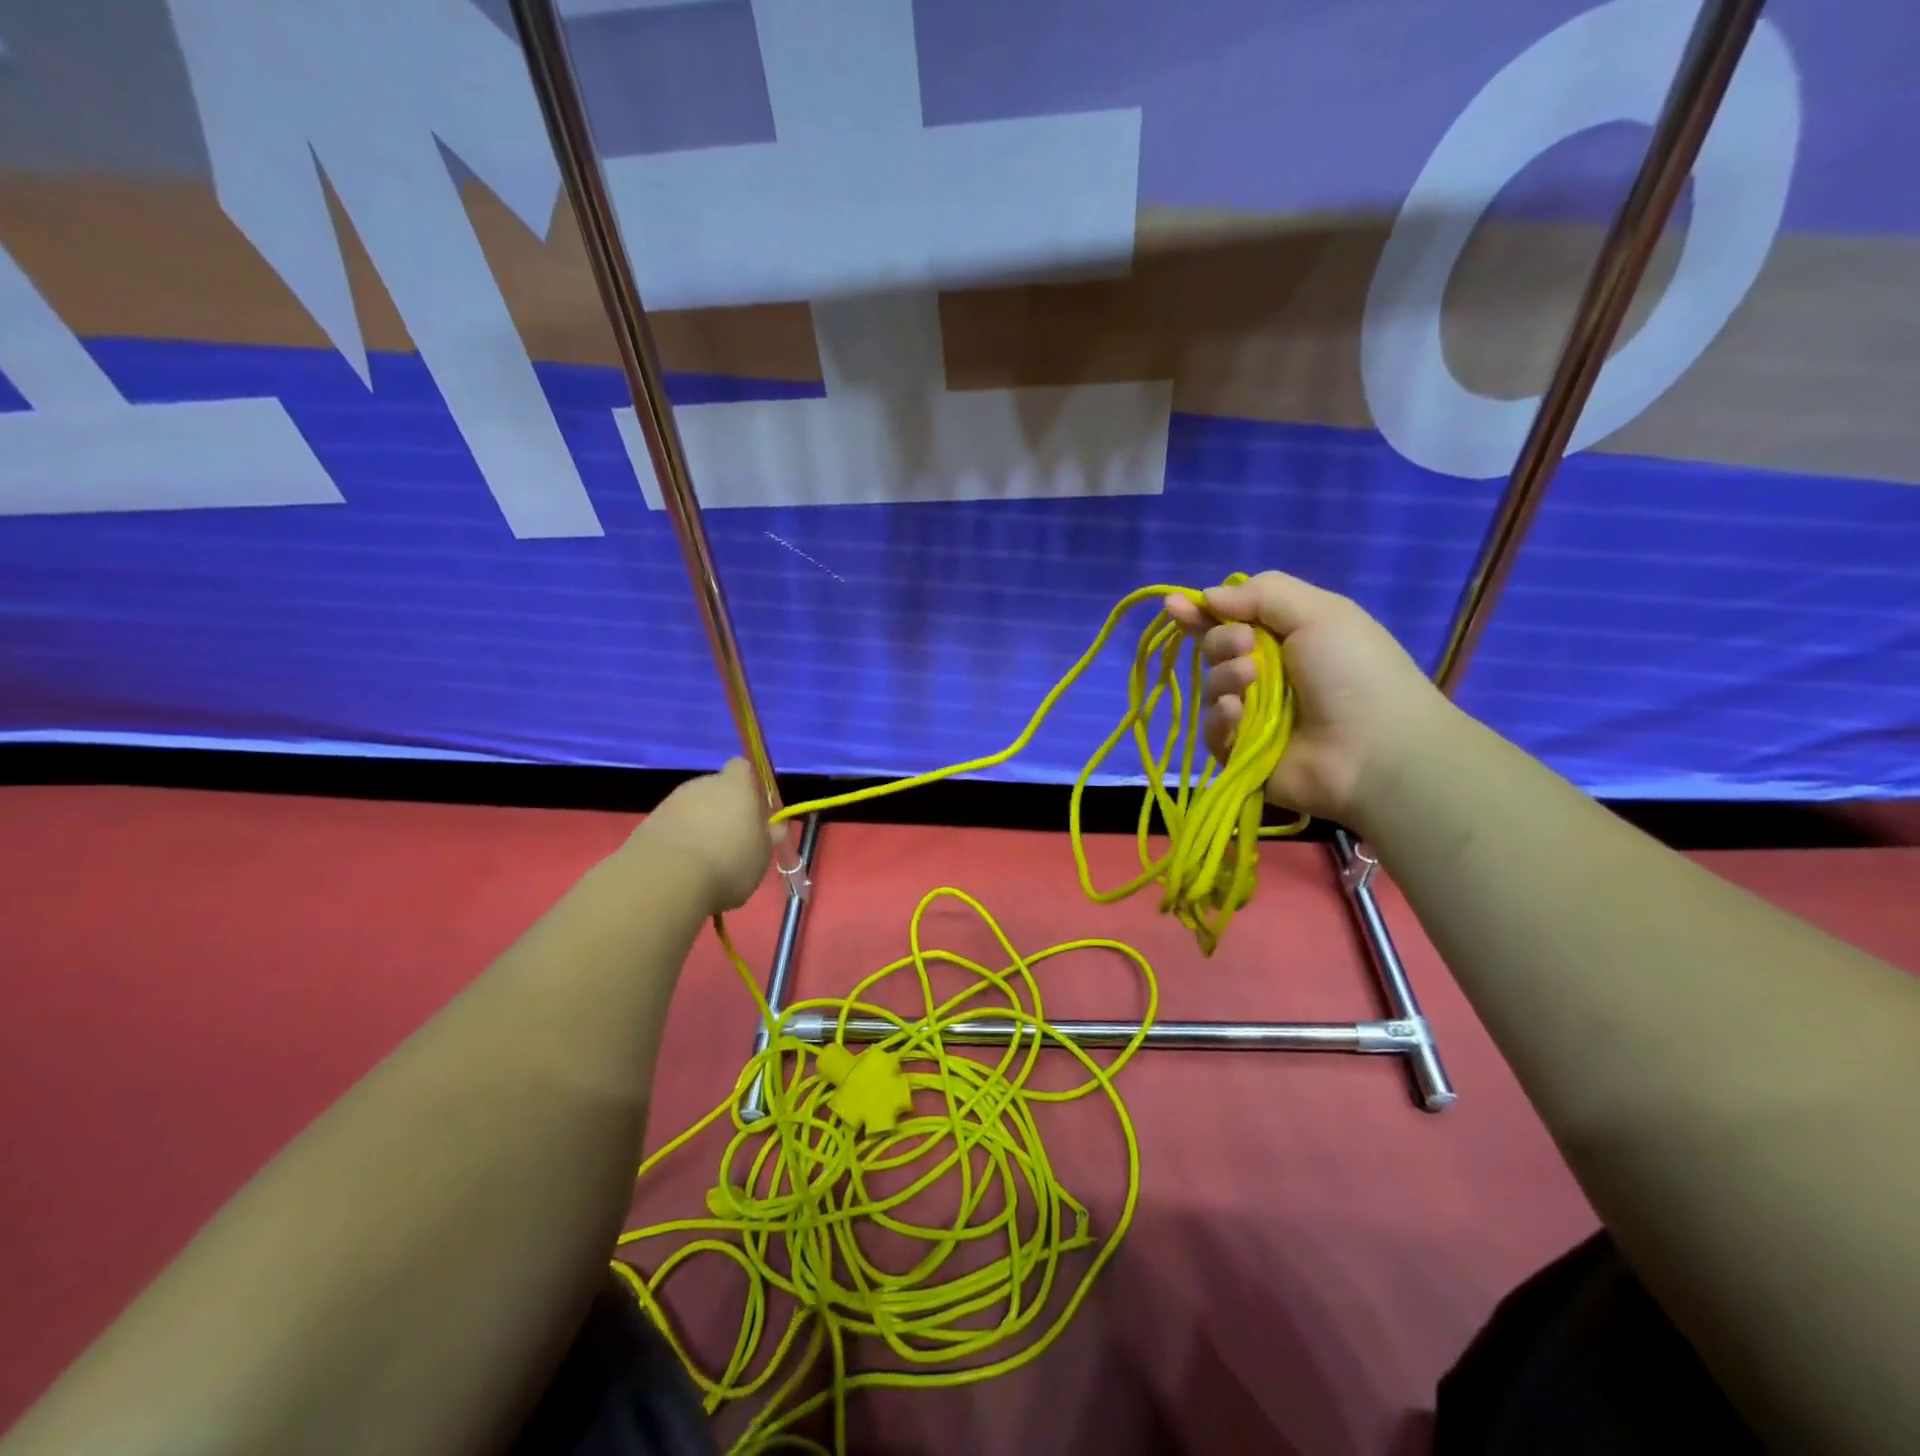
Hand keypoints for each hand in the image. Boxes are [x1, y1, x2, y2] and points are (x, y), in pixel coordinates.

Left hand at [639, 759, 775, 911]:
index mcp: (735, 786)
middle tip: (732, 842)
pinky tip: (682, 868)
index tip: (754, 811)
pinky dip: (678, 840)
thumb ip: (767, 837)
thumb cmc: (728, 862)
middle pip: (716, 789)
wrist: (665, 879)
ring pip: (692, 809)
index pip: (742, 768)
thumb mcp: (762, 856)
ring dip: (699, 826)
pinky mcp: (648, 823)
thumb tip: (775, 827)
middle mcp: (702, 785)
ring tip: (705, 861)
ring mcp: (672, 802)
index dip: (749, 786)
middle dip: (723, 810)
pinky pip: (672, 827)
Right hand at [1164, 572, 1454, 832]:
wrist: (1374, 749)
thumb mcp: (1319, 613)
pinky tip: (1238, 714)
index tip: (1175, 605)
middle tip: (1245, 647)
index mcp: (1287, 639)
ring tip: (1251, 682)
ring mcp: (1252, 716)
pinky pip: (1212, 730)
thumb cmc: (1353, 672)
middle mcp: (1266, 674)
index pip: (1232, 619)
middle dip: (1221, 643)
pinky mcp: (1240, 752)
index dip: (1202, 612)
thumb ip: (1262, 594)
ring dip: (1224, 678)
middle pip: (1215, 649)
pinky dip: (1221, 719)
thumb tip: (1208, 596)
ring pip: (1211, 688)